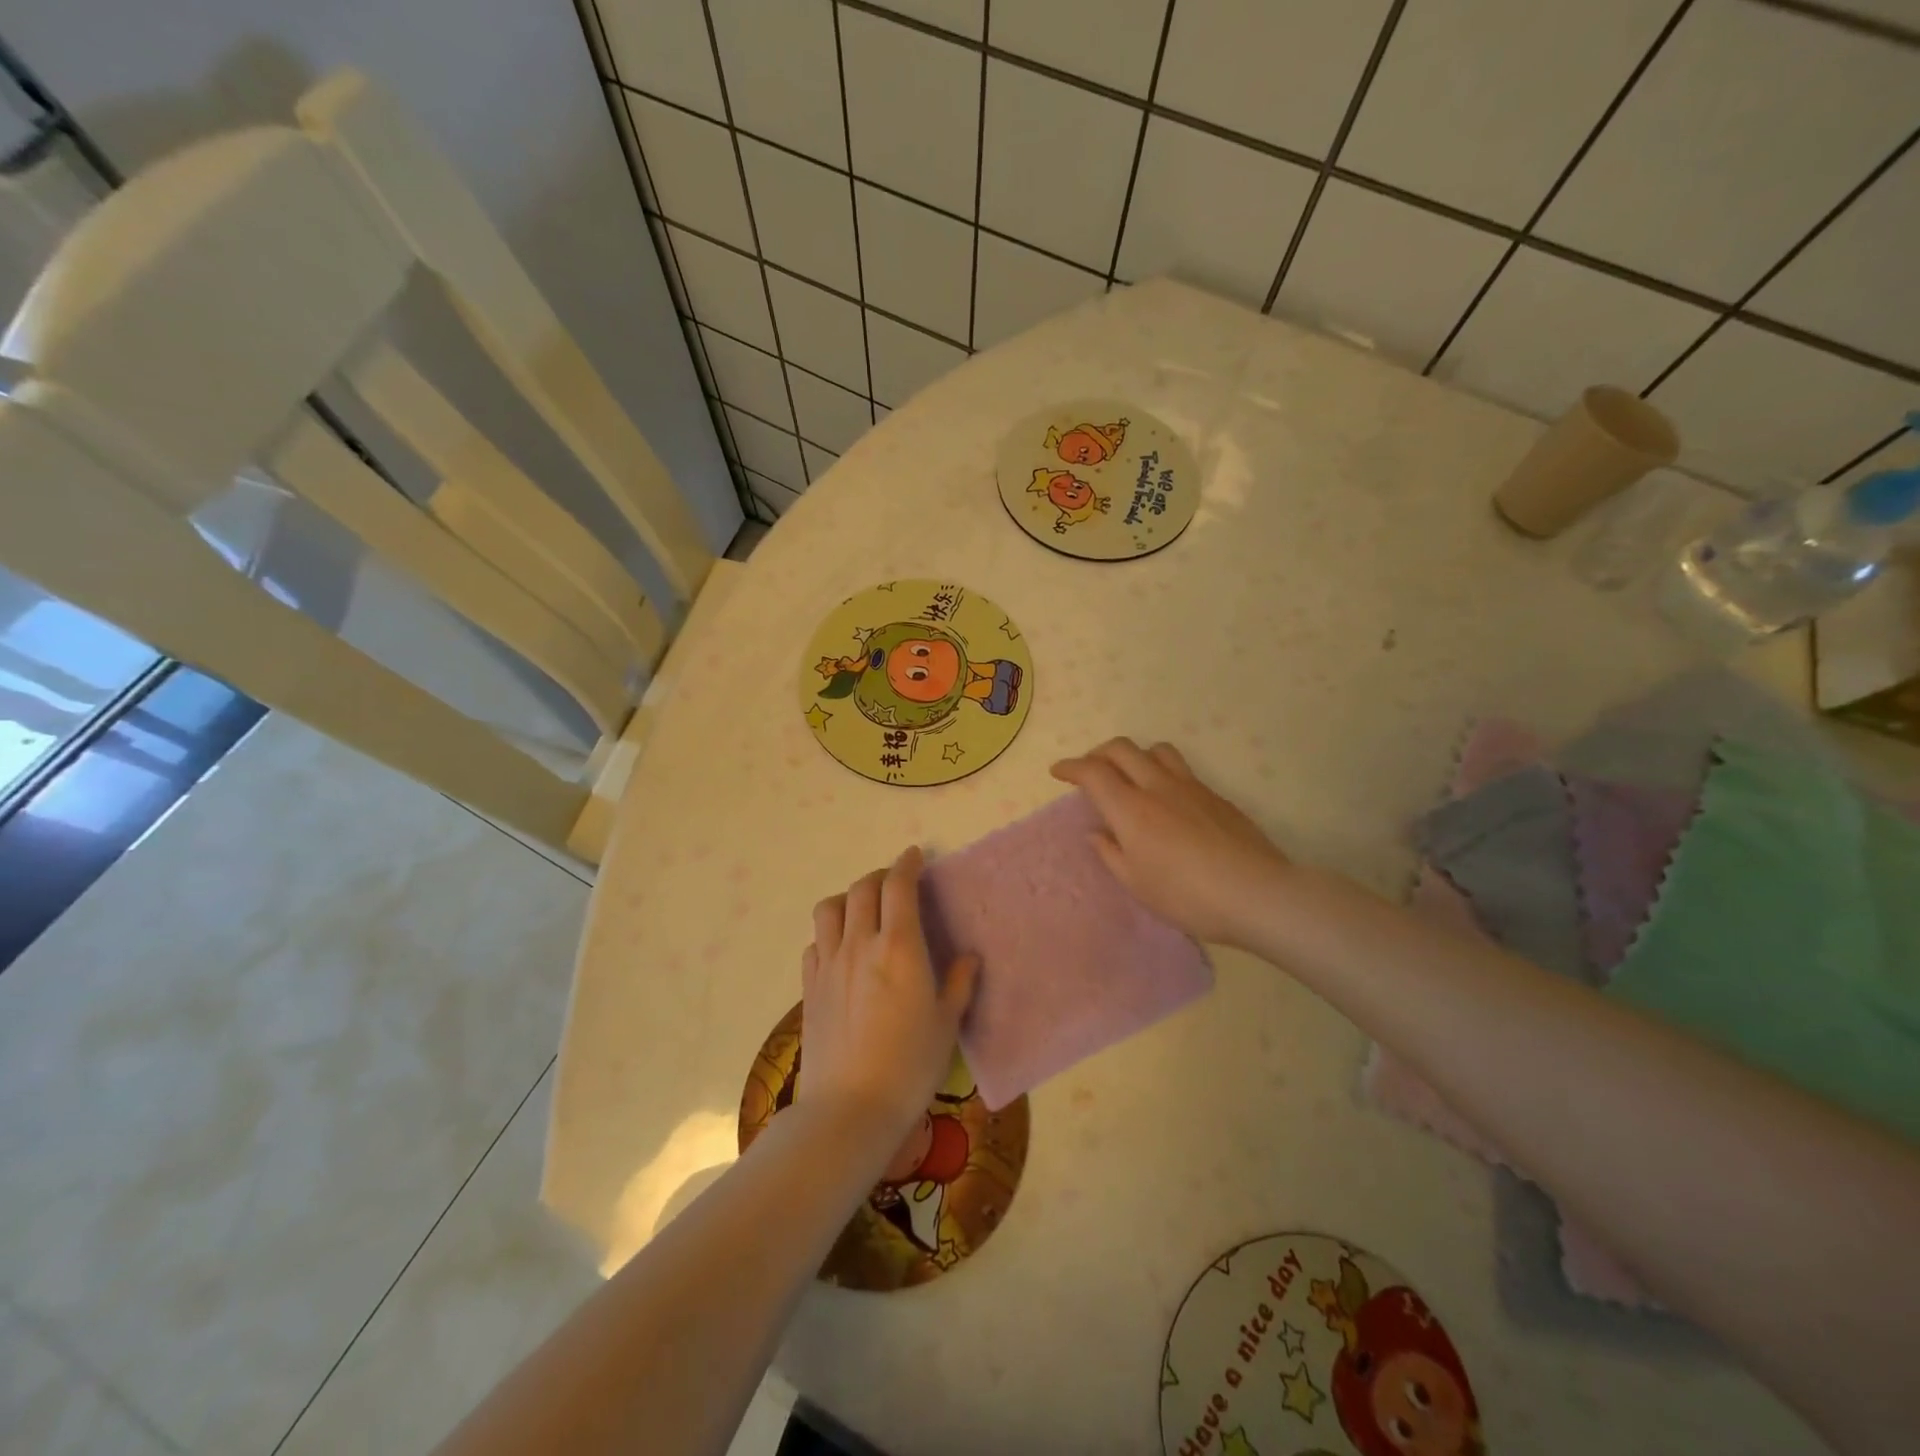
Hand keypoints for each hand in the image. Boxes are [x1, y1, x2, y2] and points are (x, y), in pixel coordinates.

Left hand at [801, 847, 978, 1151]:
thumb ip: (958, 984)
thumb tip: (969, 957)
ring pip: (829, 908)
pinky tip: (841, 950)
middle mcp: (860, 944)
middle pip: (861, 889)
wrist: (850, 1108)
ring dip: (847, 897)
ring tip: (862, 909)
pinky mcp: (810, 987)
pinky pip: (815, 942)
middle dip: (879, 876)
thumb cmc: (910, 1066)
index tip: (915, 856)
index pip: (898, 886)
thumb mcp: (946, 1025)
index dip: (906, 864)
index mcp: (900, 947)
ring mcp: (830, 964)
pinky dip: (828, 933)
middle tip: (894, 883)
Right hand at [1052, 738, 1290, 947]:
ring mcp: (1191, 787)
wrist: (1256, 893)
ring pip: (1156, 750)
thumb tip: (1097, 833)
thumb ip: (1111, 853)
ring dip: (1136, 755)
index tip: (1058, 771)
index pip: (1093, 772)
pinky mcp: (1215, 795)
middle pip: (1122, 749)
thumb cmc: (1187, 896)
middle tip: (1091, 771)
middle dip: (1099, 753)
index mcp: (1131, 809)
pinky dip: (1163, 772)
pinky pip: (1182, 769)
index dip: (1071, 767)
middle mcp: (1158, 787)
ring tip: (1132, 776)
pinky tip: (1168, 801)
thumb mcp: (1137, 884)